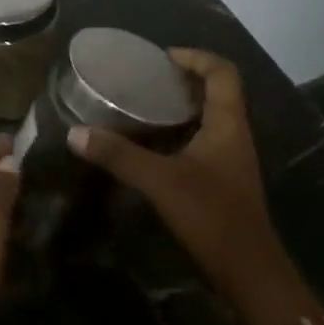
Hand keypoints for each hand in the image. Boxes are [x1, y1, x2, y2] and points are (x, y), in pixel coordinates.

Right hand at [69, 49, 290, 294]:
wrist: (247, 268)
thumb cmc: (210, 214)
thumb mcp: (161, 181)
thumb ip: (120, 155)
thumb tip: (76, 134)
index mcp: (228, 123)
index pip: (222, 72)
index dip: (196, 57)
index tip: (162, 57)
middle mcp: (234, 133)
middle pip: (218, 90)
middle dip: (186, 79)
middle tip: (148, 79)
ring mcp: (231, 157)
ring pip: (211, 117)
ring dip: (184, 106)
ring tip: (146, 104)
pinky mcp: (224, 178)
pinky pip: (205, 140)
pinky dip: (182, 131)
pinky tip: (154, 144)